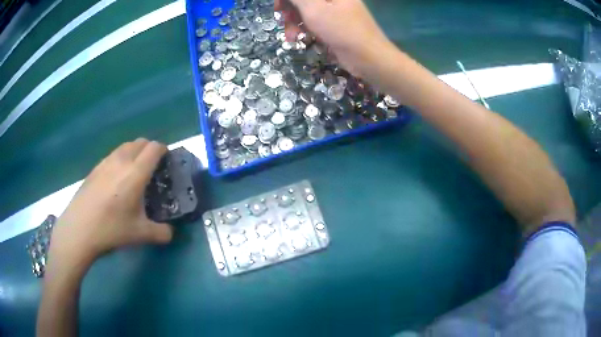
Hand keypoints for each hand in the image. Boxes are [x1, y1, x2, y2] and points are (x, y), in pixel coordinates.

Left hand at [47, 139, 173, 269]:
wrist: (79, 228)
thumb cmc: (111, 228)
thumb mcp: (140, 234)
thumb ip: (162, 233)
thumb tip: (170, 233)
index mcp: (136, 172)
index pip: (154, 148)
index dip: (164, 151)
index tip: (166, 163)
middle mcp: (121, 161)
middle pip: (140, 142)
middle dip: (150, 150)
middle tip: (152, 169)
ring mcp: (106, 162)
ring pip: (125, 146)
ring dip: (135, 152)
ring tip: (134, 173)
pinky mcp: (95, 168)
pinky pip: (113, 155)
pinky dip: (121, 159)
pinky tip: (116, 180)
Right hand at [275, 0, 391, 77]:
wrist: (368, 58)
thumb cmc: (342, 30)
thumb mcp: (314, 9)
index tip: (278, 7)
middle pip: (304, 0)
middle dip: (290, 10)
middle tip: (282, 21)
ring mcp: (335, 10)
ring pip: (307, 10)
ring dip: (295, 22)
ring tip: (292, 37)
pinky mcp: (334, 24)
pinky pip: (314, 21)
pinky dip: (305, 29)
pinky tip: (299, 39)